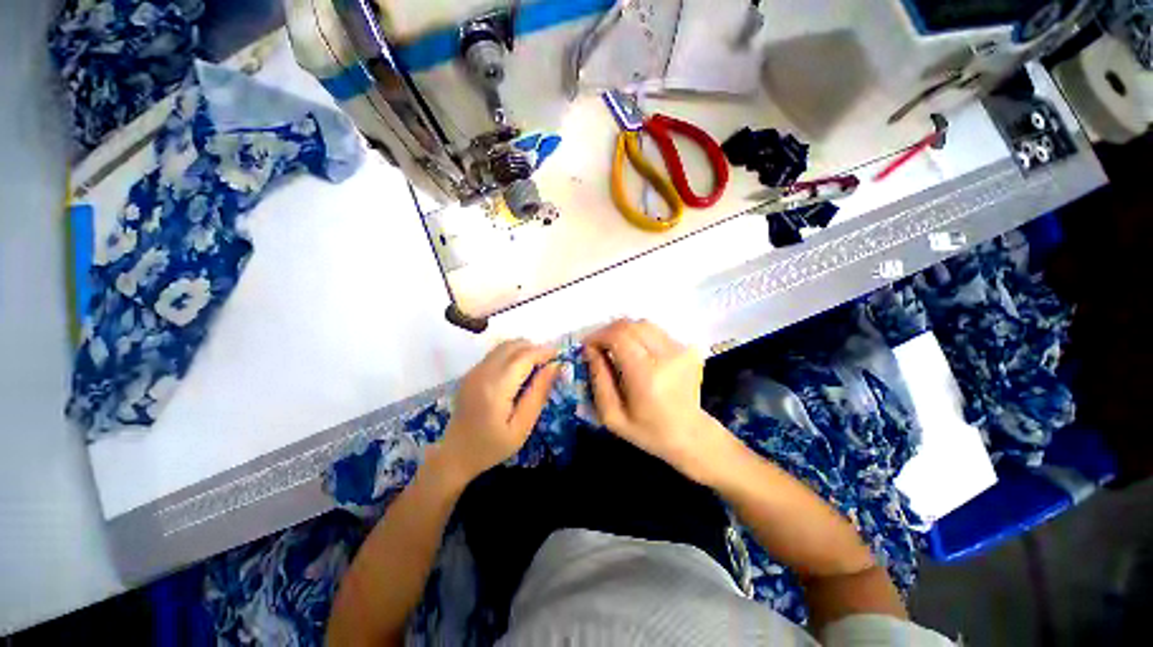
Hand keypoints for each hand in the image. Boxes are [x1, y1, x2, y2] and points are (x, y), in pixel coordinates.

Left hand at [439, 340, 558, 482]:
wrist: (454, 454)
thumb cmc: (492, 446)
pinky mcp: (471, 372)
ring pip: (505, 345)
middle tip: (551, 362)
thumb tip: (555, 366)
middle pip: (514, 346)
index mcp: (496, 387)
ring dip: (524, 349)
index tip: (560, 356)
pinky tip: (521, 370)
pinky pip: (497, 353)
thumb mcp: (522, 426)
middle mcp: (483, 372)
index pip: (524, 357)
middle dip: (536, 348)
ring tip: (538, 364)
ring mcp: (474, 370)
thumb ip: (539, 393)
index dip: (544, 352)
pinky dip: (513, 353)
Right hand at [584, 319, 732, 483]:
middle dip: (609, 331)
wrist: (690, 435)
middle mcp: (667, 357)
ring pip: (643, 324)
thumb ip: (598, 380)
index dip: (599, 335)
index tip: (587, 346)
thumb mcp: (612, 416)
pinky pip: (656, 332)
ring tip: (615, 347)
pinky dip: (639, 337)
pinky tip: (636, 353)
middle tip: (599, 346)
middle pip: (631, 325)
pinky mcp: (688, 349)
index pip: (619, 337)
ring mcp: (681, 350)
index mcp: (647, 376)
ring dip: (624, 331)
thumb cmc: (648, 431)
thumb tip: (590, 350)